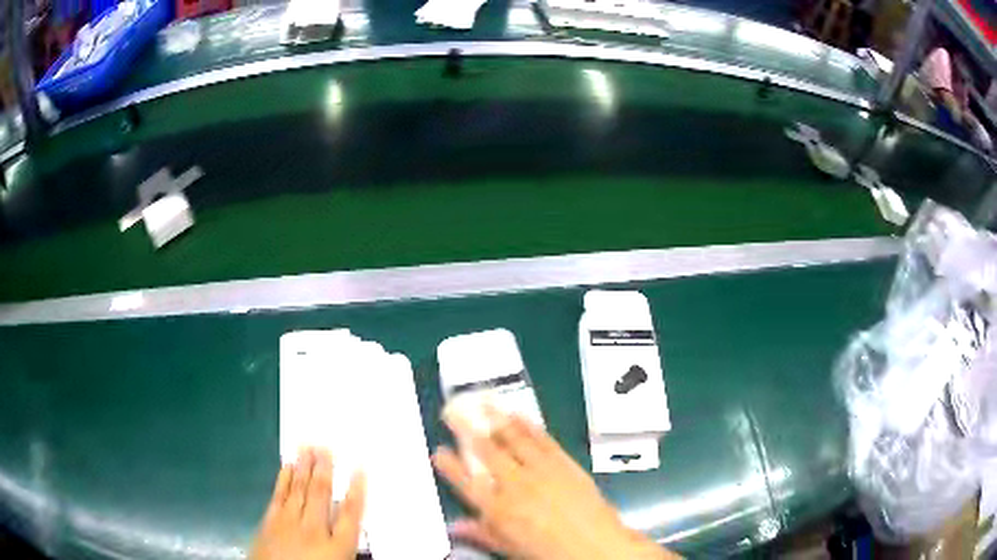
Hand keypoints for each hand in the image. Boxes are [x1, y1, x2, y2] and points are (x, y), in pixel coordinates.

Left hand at [250, 448, 365, 559]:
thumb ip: (344, 545)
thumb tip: (350, 526)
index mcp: (337, 545)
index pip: (351, 512)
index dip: (357, 489)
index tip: (360, 468)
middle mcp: (314, 529)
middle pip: (321, 493)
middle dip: (325, 468)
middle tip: (326, 445)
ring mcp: (289, 523)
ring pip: (299, 489)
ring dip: (304, 467)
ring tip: (308, 447)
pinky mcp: (269, 522)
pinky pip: (278, 496)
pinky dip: (283, 479)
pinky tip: (286, 466)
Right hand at [432, 407, 679, 559]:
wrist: (596, 546)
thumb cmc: (549, 552)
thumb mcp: (510, 548)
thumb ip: (481, 533)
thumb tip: (453, 527)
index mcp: (498, 509)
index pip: (465, 482)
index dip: (448, 465)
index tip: (438, 451)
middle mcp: (515, 484)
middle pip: (485, 451)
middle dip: (465, 428)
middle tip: (452, 411)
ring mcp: (540, 470)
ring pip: (512, 438)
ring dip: (495, 417)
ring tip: (481, 400)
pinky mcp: (563, 462)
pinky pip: (542, 439)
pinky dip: (527, 424)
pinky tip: (517, 414)